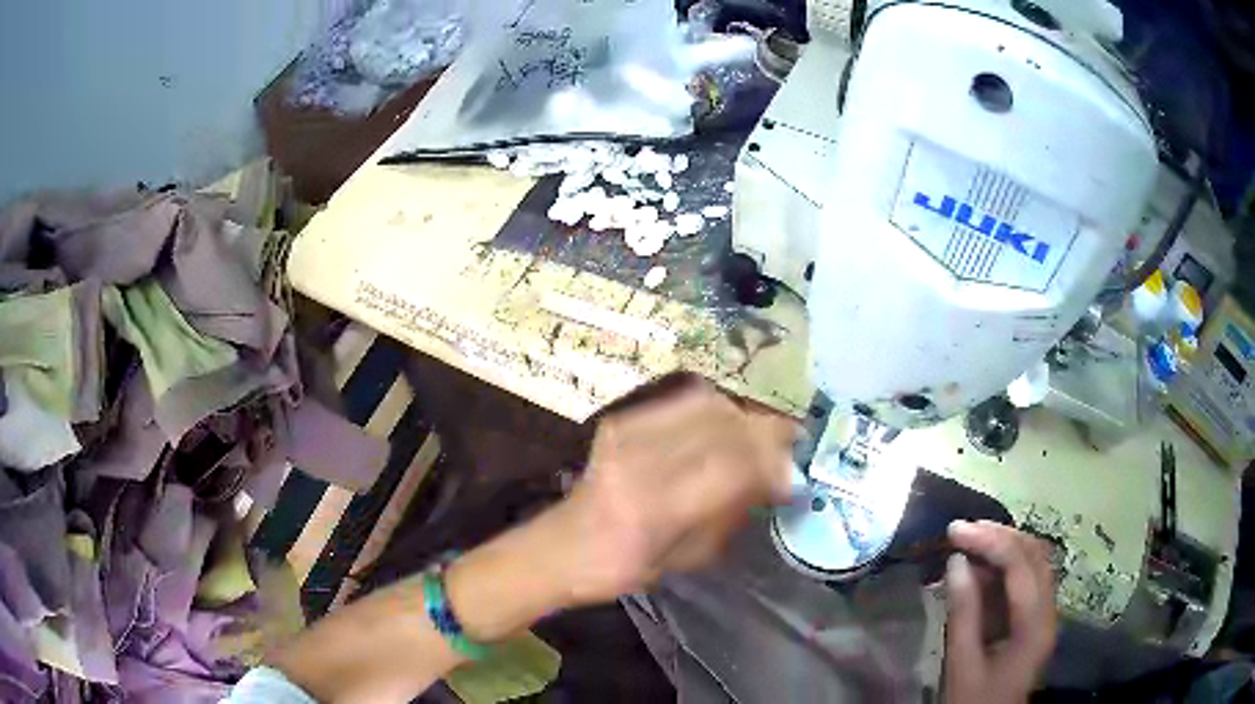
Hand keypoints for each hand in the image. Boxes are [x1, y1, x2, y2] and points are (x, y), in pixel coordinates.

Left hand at [553, 377, 795, 604]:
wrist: (563, 546)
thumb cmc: (627, 568)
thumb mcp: (689, 557)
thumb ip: (732, 513)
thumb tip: (774, 479)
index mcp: (656, 508)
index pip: (731, 466)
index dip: (772, 463)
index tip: (794, 473)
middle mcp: (640, 460)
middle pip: (721, 425)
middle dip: (766, 430)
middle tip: (792, 442)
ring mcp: (627, 433)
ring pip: (705, 404)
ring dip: (743, 415)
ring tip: (764, 432)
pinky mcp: (620, 420)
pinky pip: (681, 400)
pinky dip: (715, 408)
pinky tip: (729, 423)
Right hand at [944, 520, 1057, 703]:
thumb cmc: (974, 701)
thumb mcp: (962, 665)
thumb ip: (963, 614)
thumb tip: (956, 561)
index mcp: (1034, 625)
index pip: (1021, 566)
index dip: (990, 541)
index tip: (955, 530)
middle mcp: (1049, 611)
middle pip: (1034, 556)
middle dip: (999, 536)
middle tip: (962, 530)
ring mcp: (1045, 614)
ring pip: (1033, 563)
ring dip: (1004, 546)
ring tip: (969, 541)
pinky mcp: (1035, 620)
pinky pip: (1026, 580)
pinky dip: (1004, 566)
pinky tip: (980, 567)